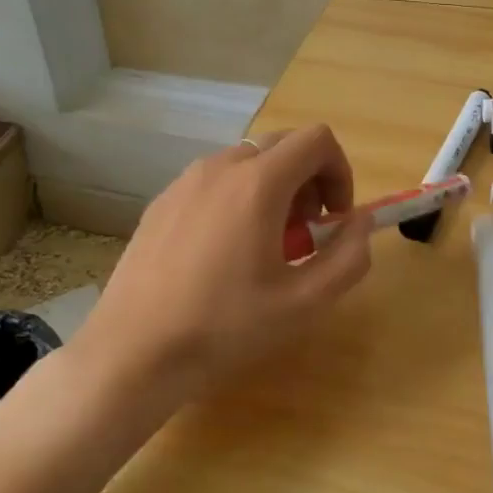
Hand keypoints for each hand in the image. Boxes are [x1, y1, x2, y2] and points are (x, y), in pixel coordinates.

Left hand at [68, 125, 374, 422]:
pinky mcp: (162, 201)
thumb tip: (359, 222)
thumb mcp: (305, 302)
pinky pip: (215, 181)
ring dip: (275, 189)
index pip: (317, 140)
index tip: (335, 219)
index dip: (340, 173)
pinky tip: (224, 254)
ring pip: (249, 162)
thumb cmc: (225, 326)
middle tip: (306, 234)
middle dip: (310, 181)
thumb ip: (349, 255)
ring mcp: (185, 181)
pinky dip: (238, 198)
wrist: (133, 352)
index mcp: (259, 183)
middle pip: (284, 145)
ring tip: (266, 247)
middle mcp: (221, 166)